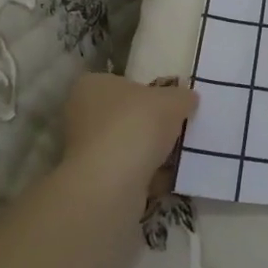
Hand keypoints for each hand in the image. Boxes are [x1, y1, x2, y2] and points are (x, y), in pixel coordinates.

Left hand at [60, 73, 197, 194]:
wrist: (111, 184)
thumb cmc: (136, 125)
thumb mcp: (172, 100)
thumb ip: (181, 96)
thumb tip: (187, 99)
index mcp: (91, 85)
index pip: (120, 82)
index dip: (146, 90)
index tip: (169, 102)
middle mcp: (80, 115)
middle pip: (123, 115)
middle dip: (148, 123)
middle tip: (177, 127)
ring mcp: (83, 152)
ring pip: (125, 145)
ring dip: (148, 151)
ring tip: (177, 153)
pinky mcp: (93, 181)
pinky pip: (127, 172)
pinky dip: (146, 174)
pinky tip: (167, 176)